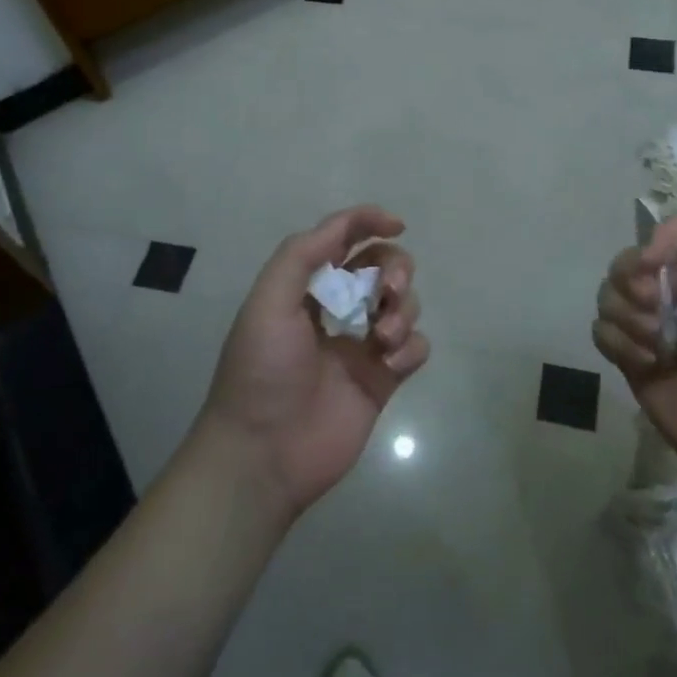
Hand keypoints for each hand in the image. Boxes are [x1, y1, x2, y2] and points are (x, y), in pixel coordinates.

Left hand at [198, 205, 428, 522]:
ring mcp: (362, 345)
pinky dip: (411, 346)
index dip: (368, 222)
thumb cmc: (262, 370)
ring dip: (403, 309)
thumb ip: (302, 255)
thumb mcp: (268, 301)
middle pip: (382, 267)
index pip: (342, 240)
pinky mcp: (382, 380)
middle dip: (395, 268)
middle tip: (388, 290)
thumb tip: (345, 225)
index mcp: (305, 289)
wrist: (264, 453)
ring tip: (383, 337)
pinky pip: (415, 348)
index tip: (396, 224)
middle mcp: (336, 310)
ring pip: (404, 305)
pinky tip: (391, 362)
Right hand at [593, 216, 676, 491]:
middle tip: (652, 305)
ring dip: (626, 315)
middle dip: (631, 280)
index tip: (651, 263)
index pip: (669, 234)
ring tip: (655, 344)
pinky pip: (601, 332)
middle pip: (627, 262)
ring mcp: (651, 328)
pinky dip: (618, 343)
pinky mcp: (631, 360)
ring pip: (609, 296)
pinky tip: (645, 364)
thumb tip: (654, 271)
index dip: (653, 240)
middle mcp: (676, 295)